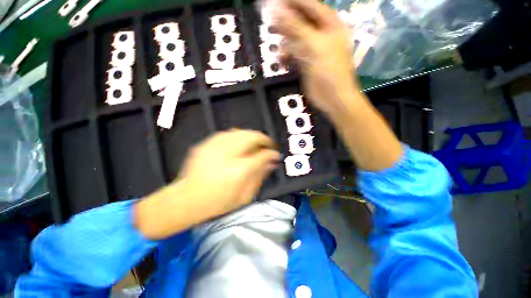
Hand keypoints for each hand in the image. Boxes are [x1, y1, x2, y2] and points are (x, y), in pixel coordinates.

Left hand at [134, 130, 279, 238]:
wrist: (187, 199)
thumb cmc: (218, 202)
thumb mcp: (244, 196)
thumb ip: (260, 177)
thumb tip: (271, 163)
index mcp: (239, 170)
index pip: (263, 155)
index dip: (272, 153)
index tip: (275, 155)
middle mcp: (228, 154)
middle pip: (252, 137)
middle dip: (264, 139)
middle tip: (267, 145)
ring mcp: (215, 146)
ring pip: (241, 132)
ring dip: (251, 136)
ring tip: (255, 143)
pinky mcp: (206, 144)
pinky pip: (227, 133)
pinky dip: (238, 136)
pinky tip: (239, 143)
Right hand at [274, 0, 360, 115]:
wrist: (332, 98)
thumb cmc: (329, 70)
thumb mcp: (314, 46)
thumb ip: (296, 27)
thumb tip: (276, 9)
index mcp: (329, 24)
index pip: (308, 5)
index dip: (291, 2)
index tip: (273, 3)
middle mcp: (321, 33)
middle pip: (300, 21)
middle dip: (286, 23)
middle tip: (271, 24)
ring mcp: (313, 49)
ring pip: (295, 39)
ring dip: (285, 42)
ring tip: (277, 46)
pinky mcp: (306, 62)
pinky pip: (294, 54)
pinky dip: (287, 56)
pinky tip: (283, 60)